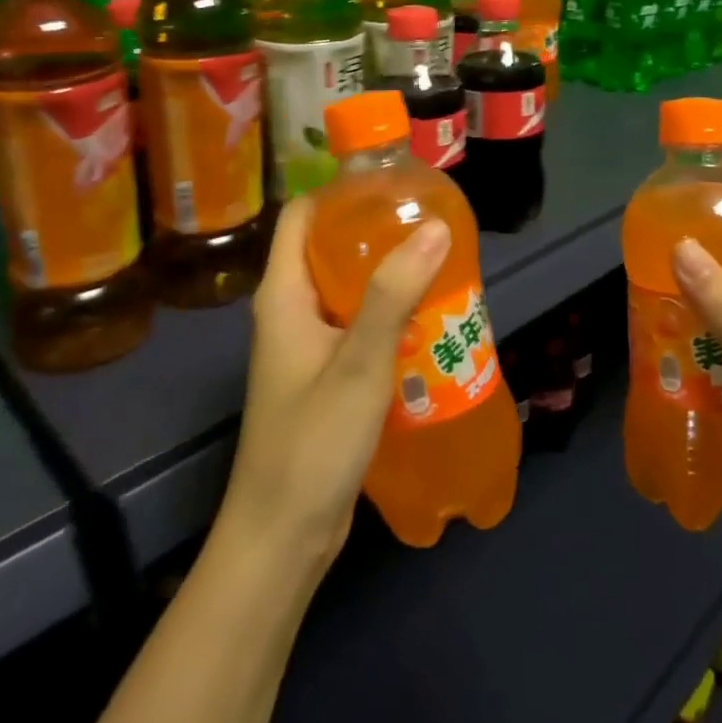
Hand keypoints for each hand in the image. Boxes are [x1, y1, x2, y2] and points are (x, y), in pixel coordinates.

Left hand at [216, 197, 451, 575]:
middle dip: (375, 230)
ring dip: (387, 274)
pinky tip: (428, 318)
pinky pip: (356, 324)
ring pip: (347, 288)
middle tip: (429, 221)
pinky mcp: (324, 375)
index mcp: (283, 294)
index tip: (392, 184)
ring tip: (438, 261)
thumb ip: (393, 294)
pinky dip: (387, 313)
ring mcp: (306, 345)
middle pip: (328, 248)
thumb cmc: (312, 444)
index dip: (340, 192)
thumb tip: (435, 227)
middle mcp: (290, 311)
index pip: (302, 216)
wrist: (283, 538)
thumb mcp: (358, 364)